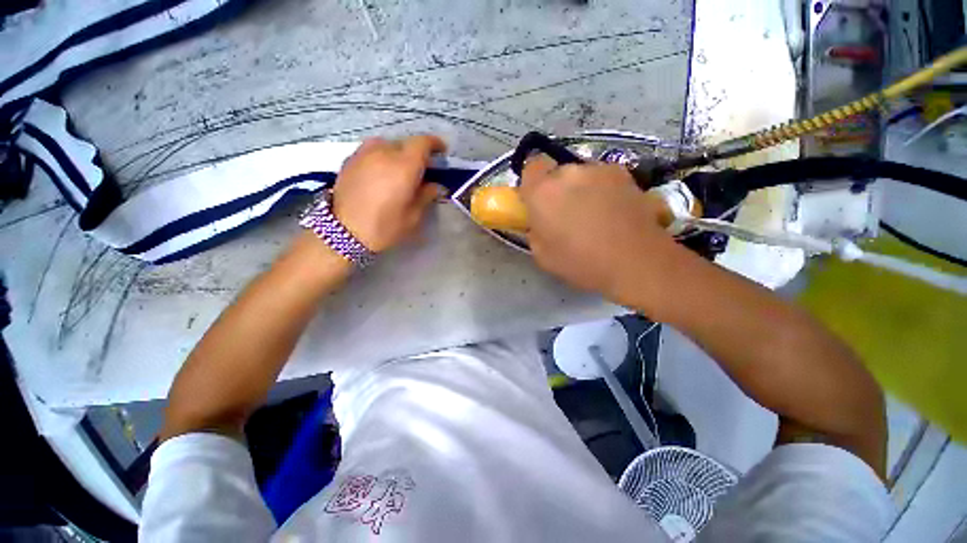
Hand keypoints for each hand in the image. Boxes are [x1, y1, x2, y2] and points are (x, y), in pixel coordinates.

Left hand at [331, 135, 445, 251]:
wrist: (343, 232)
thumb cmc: (385, 226)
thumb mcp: (413, 216)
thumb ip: (426, 195)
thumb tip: (435, 185)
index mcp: (404, 166)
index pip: (423, 143)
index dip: (435, 143)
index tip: (441, 151)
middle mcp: (384, 152)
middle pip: (405, 143)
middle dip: (417, 153)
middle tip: (422, 168)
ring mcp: (364, 153)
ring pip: (387, 144)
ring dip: (398, 153)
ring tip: (400, 170)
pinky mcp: (350, 160)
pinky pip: (372, 151)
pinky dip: (382, 157)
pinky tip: (382, 173)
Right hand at [520, 156, 671, 299]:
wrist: (636, 261)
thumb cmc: (581, 263)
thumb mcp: (542, 255)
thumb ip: (534, 231)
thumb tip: (539, 222)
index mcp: (542, 192)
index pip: (530, 168)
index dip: (532, 183)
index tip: (537, 202)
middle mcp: (568, 173)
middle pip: (557, 173)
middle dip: (557, 190)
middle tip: (566, 214)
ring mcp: (599, 170)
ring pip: (581, 175)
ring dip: (581, 189)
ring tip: (594, 215)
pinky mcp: (624, 174)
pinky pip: (603, 178)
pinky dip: (603, 190)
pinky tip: (613, 212)